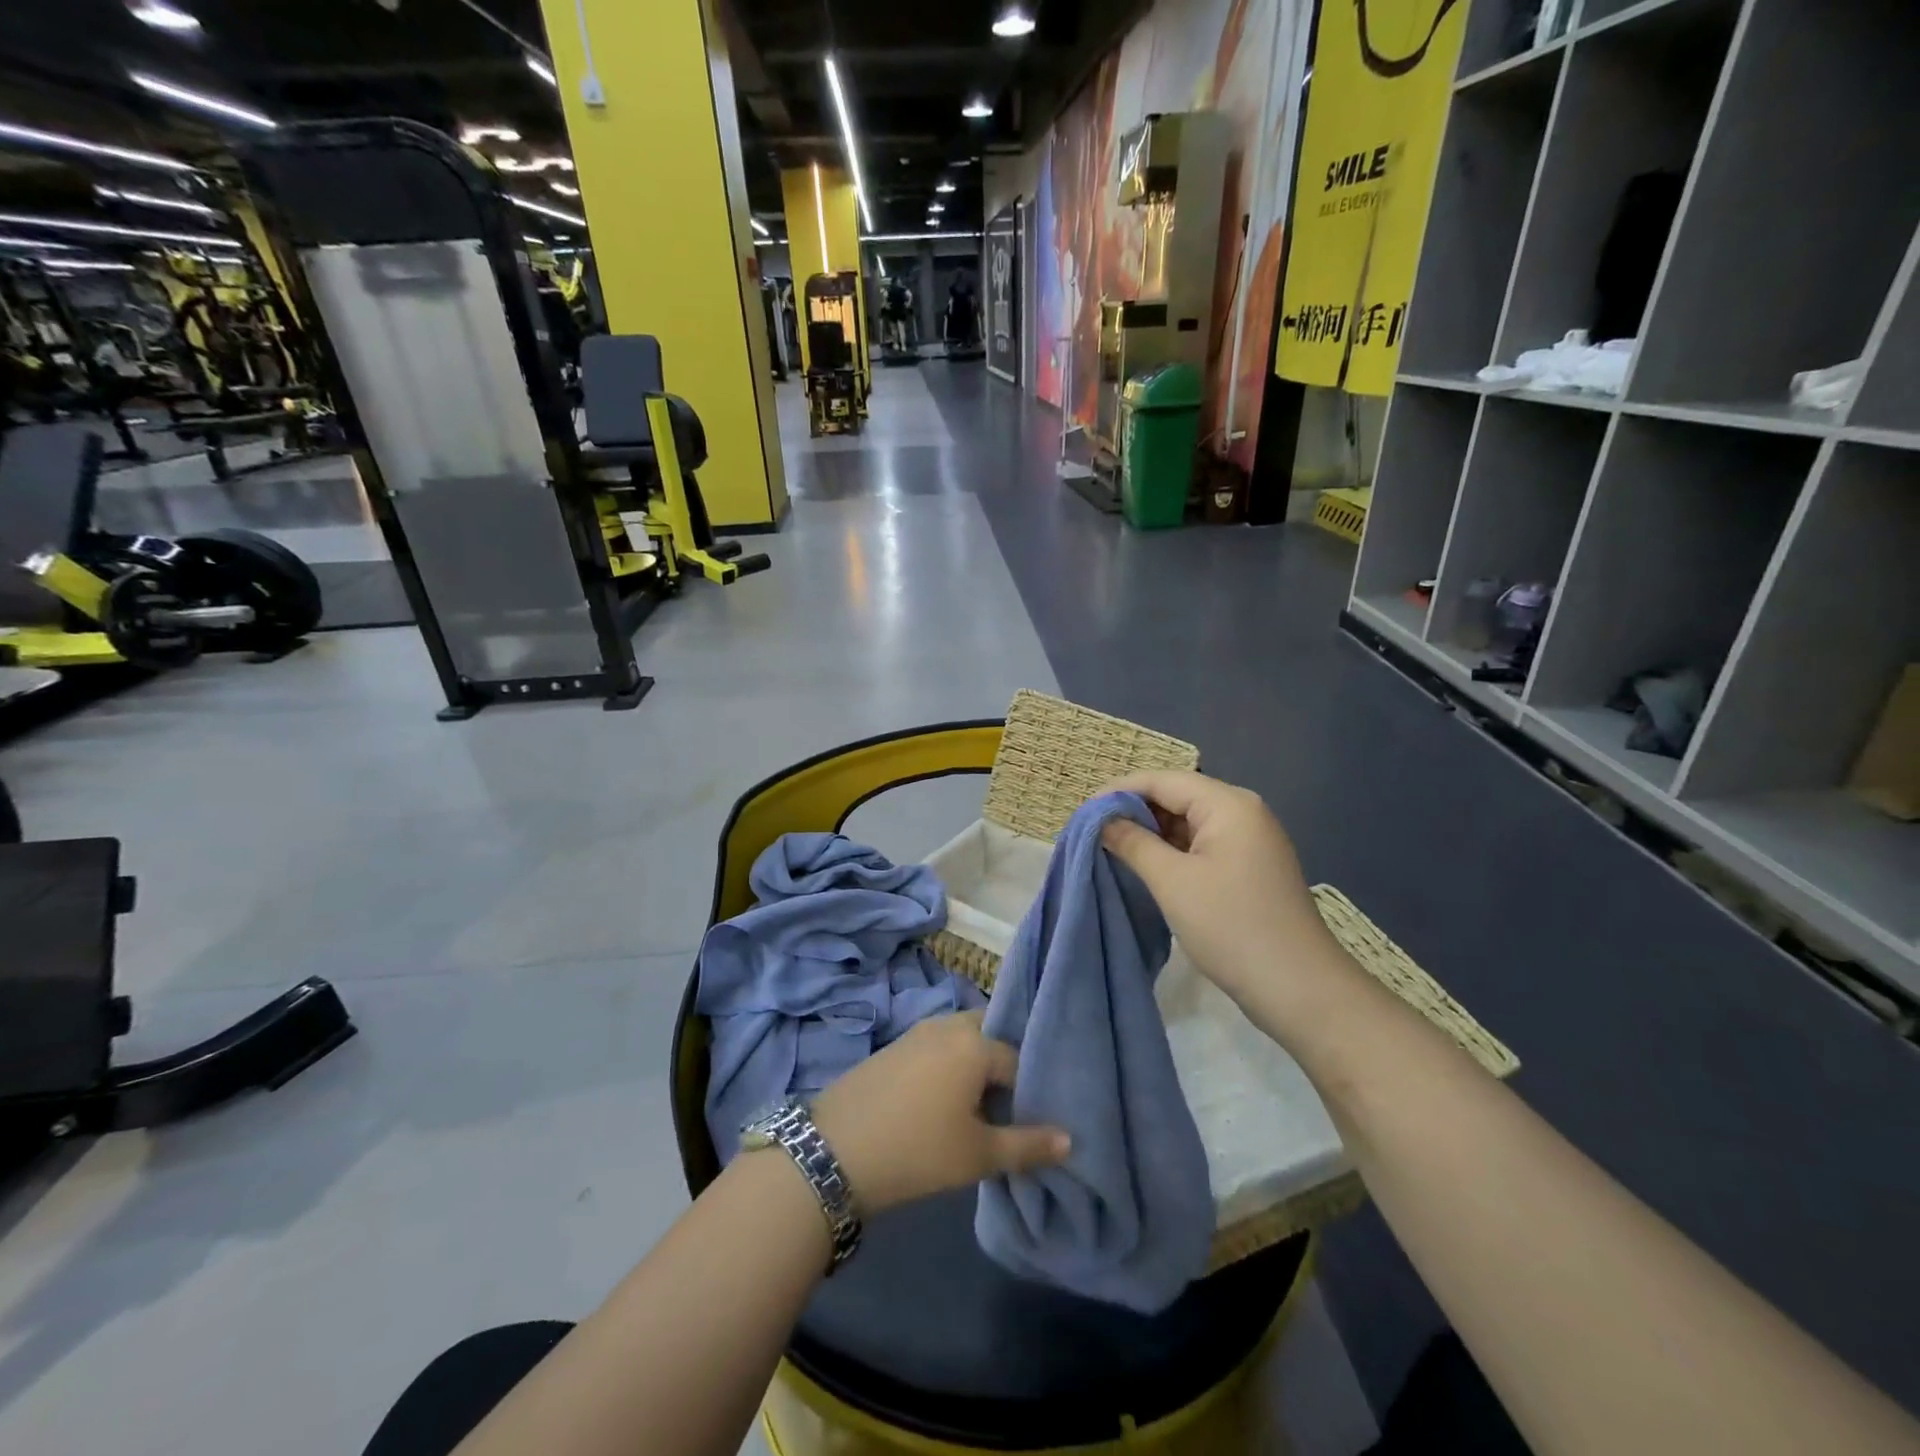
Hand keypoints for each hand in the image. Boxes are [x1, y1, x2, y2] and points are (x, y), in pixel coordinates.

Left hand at [811, 1010, 1069, 1214]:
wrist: (834, 1151)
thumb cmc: (918, 1150)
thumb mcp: (978, 1154)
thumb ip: (1027, 1144)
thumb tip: (1069, 1139)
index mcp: (975, 1043)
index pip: (1018, 1059)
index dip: (1028, 1090)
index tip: (1028, 1121)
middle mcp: (948, 1025)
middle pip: (989, 1036)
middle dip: (1001, 1066)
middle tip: (1005, 1108)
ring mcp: (917, 1032)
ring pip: (961, 1040)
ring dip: (973, 1065)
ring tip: (976, 1108)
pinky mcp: (894, 1046)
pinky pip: (936, 1046)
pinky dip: (948, 1065)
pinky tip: (940, 1102)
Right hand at [1100, 770, 1348, 1022]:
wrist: (1300, 989)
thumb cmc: (1232, 926)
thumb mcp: (1172, 881)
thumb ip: (1132, 843)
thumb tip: (1101, 820)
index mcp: (1228, 804)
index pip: (1163, 780)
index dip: (1119, 791)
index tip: (1083, 813)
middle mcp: (1243, 812)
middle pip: (1177, 797)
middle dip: (1134, 811)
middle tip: (1094, 833)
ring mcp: (1250, 841)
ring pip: (1188, 823)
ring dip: (1151, 833)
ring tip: (1112, 849)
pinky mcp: (1249, 868)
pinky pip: (1202, 845)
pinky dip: (1172, 852)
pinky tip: (1147, 867)